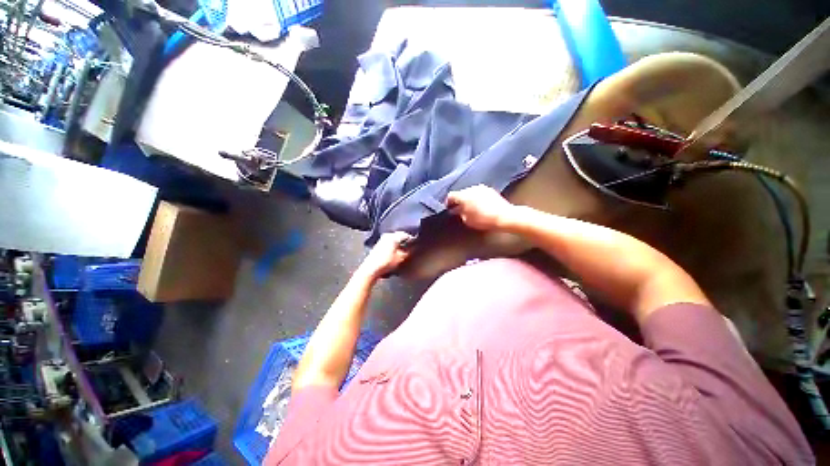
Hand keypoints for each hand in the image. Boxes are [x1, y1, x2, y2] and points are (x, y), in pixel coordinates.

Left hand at [357, 232, 412, 279]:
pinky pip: (389, 244)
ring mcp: (381, 240)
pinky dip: (394, 247)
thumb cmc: (385, 263)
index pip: (406, 235)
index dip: (412, 240)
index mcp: (393, 236)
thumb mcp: (401, 257)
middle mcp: (387, 235)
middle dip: (405, 242)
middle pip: (399, 236)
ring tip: (404, 252)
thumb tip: (414, 248)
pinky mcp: (378, 246)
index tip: (416, 245)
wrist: (371, 269)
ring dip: (399, 245)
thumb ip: (409, 251)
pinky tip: (395, 254)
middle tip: (411, 248)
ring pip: (394, 240)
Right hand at [446, 185, 515, 230]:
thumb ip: (459, 213)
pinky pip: (478, 192)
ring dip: (467, 198)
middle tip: (458, 209)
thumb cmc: (484, 220)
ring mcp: (481, 188)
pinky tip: (478, 205)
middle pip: (460, 193)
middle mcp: (471, 189)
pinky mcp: (489, 190)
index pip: (450, 195)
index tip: (448, 208)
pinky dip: (475, 197)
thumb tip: (456, 210)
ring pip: (469, 192)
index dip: (447, 202)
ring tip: (469, 207)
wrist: (505, 216)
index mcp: (464, 195)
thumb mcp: (467, 220)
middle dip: (458, 200)